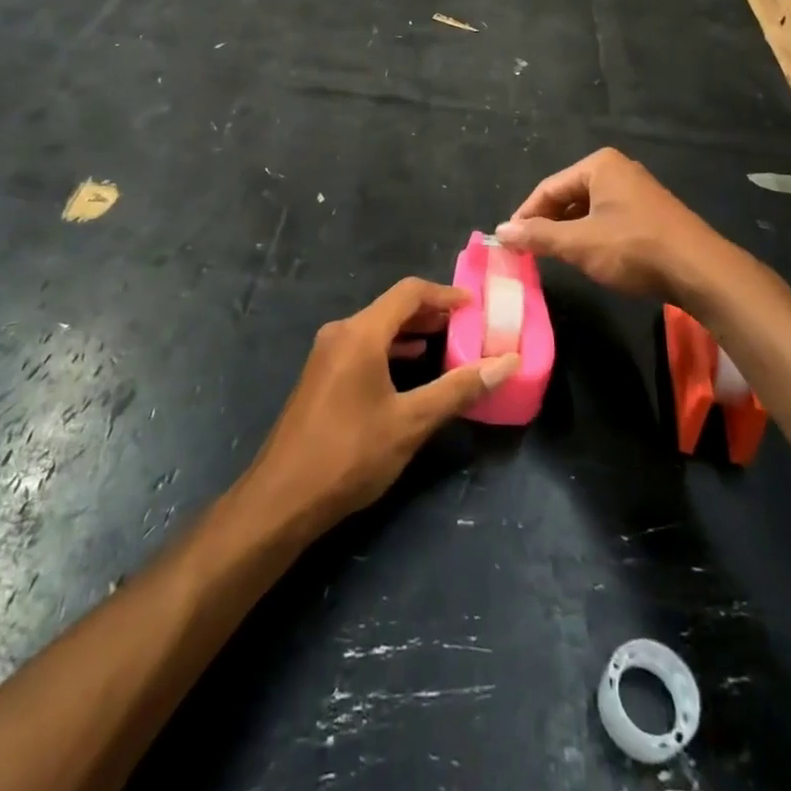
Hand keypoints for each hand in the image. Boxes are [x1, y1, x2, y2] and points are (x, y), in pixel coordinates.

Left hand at [246, 278, 518, 535]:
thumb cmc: (350, 454)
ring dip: (411, 330)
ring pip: (376, 328)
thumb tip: (507, 363)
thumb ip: (458, 389)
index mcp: (360, 333)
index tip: (476, 305)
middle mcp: (340, 333)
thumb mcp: (411, 422)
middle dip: (431, 312)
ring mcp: (326, 354)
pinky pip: (362, 346)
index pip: (409, 292)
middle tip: (468, 325)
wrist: (283, 498)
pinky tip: (410, 365)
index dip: (445, 294)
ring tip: (446, 342)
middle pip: (392, 307)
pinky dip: (391, 348)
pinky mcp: (321, 375)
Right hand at [494, 147, 724, 302]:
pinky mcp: (650, 213)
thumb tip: (500, 231)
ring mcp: (637, 191)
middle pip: (567, 196)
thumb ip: (538, 236)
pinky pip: (608, 218)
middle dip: (547, 224)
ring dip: (568, 232)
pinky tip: (588, 257)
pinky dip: (591, 236)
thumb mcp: (579, 244)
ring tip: (554, 257)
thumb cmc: (634, 249)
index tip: (509, 243)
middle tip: (529, 252)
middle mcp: (618, 170)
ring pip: (587, 210)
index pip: (548, 189)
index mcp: (599, 165)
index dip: (525, 216)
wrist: (700, 271)